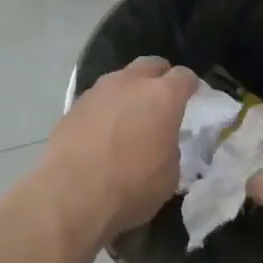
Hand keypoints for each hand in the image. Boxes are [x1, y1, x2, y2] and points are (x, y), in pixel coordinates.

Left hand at [36, 57, 198, 245]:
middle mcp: (130, 83)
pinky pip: (98, 99)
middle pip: (150, 65)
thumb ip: (170, 148)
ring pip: (121, 79)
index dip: (191, 85)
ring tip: (130, 116)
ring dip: (129, 91)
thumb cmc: (131, 187)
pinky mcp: (73, 106)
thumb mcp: (169, 175)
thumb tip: (160, 143)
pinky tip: (104, 131)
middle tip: (162, 99)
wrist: (69, 197)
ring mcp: (98, 91)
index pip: (184, 76)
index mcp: (163, 96)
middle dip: (159, 77)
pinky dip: (106, 108)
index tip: (193, 96)